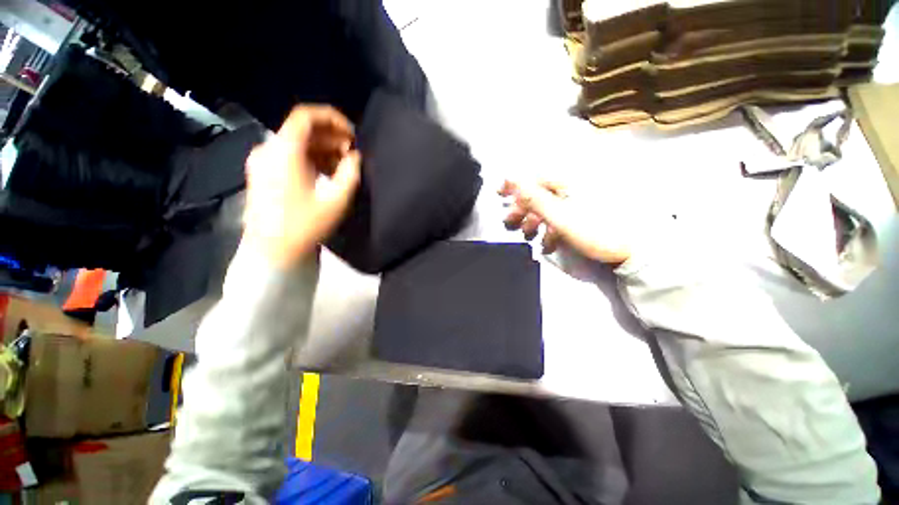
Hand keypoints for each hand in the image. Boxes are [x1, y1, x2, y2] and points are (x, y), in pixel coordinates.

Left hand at [243, 105, 360, 267]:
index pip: (306, 115)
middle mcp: (269, 149)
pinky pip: (291, 156)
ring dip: (323, 150)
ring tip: (344, 167)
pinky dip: (311, 159)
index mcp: (284, 150)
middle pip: (303, 130)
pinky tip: (327, 174)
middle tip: (353, 155)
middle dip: (332, 138)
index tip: (352, 134)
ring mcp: (263, 161)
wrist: (272, 251)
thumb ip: (350, 173)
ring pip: (298, 144)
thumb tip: (355, 156)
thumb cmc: (305, 224)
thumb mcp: (336, 199)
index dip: (332, 118)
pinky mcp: (264, 173)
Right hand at [499, 180, 631, 263]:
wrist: (634, 250)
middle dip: (523, 209)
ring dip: (536, 221)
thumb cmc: (595, 231)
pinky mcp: (586, 214)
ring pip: (550, 207)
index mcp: (568, 183)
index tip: (499, 192)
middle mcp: (574, 188)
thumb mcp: (560, 216)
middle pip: (540, 194)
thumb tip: (512, 179)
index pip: (534, 179)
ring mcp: (581, 201)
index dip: (515, 184)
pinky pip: (562, 216)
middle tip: (511, 223)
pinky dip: (551, 228)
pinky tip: (548, 243)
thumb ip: (535, 198)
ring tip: (529, 236)